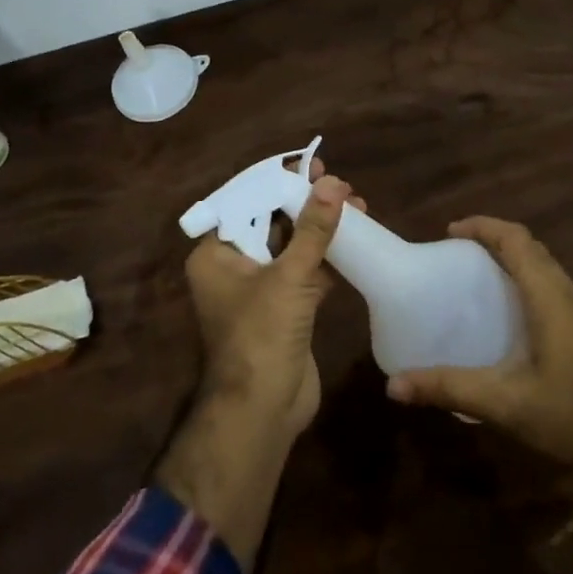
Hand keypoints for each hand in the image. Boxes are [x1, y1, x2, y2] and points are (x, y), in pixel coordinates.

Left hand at [183, 168, 356, 437]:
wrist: (264, 409)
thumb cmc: (262, 334)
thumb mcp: (288, 276)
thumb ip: (312, 228)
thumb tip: (333, 182)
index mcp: (216, 256)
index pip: (245, 205)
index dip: (276, 182)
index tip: (308, 164)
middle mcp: (235, 269)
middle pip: (271, 223)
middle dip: (305, 203)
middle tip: (337, 181)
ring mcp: (262, 291)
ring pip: (293, 248)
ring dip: (321, 228)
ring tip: (356, 203)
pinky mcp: (287, 310)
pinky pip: (308, 273)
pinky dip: (329, 257)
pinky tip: (357, 238)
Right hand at [385, 217, 572, 478]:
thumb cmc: (571, 415)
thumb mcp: (505, 403)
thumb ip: (450, 388)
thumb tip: (394, 385)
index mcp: (549, 297)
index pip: (517, 240)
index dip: (483, 227)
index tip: (449, 233)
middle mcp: (567, 293)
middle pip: (530, 247)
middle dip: (493, 239)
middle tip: (455, 253)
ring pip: (542, 265)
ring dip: (510, 258)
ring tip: (475, 274)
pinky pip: (549, 285)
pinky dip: (523, 279)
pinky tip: (506, 309)